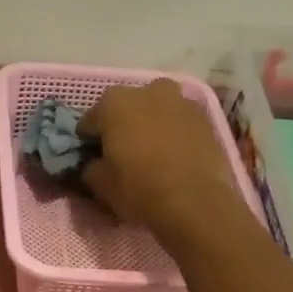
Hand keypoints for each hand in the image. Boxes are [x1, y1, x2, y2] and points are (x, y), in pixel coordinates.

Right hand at [79, 79, 241, 234]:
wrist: (194, 201)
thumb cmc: (139, 188)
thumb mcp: (99, 184)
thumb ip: (89, 166)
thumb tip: (93, 163)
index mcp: (113, 103)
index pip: (89, 122)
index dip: (88, 142)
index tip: (93, 159)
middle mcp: (146, 90)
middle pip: (124, 108)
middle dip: (120, 127)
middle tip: (121, 154)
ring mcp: (179, 100)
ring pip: (154, 110)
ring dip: (148, 124)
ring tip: (150, 152)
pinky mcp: (203, 116)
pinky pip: (178, 121)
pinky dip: (172, 132)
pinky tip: (172, 155)